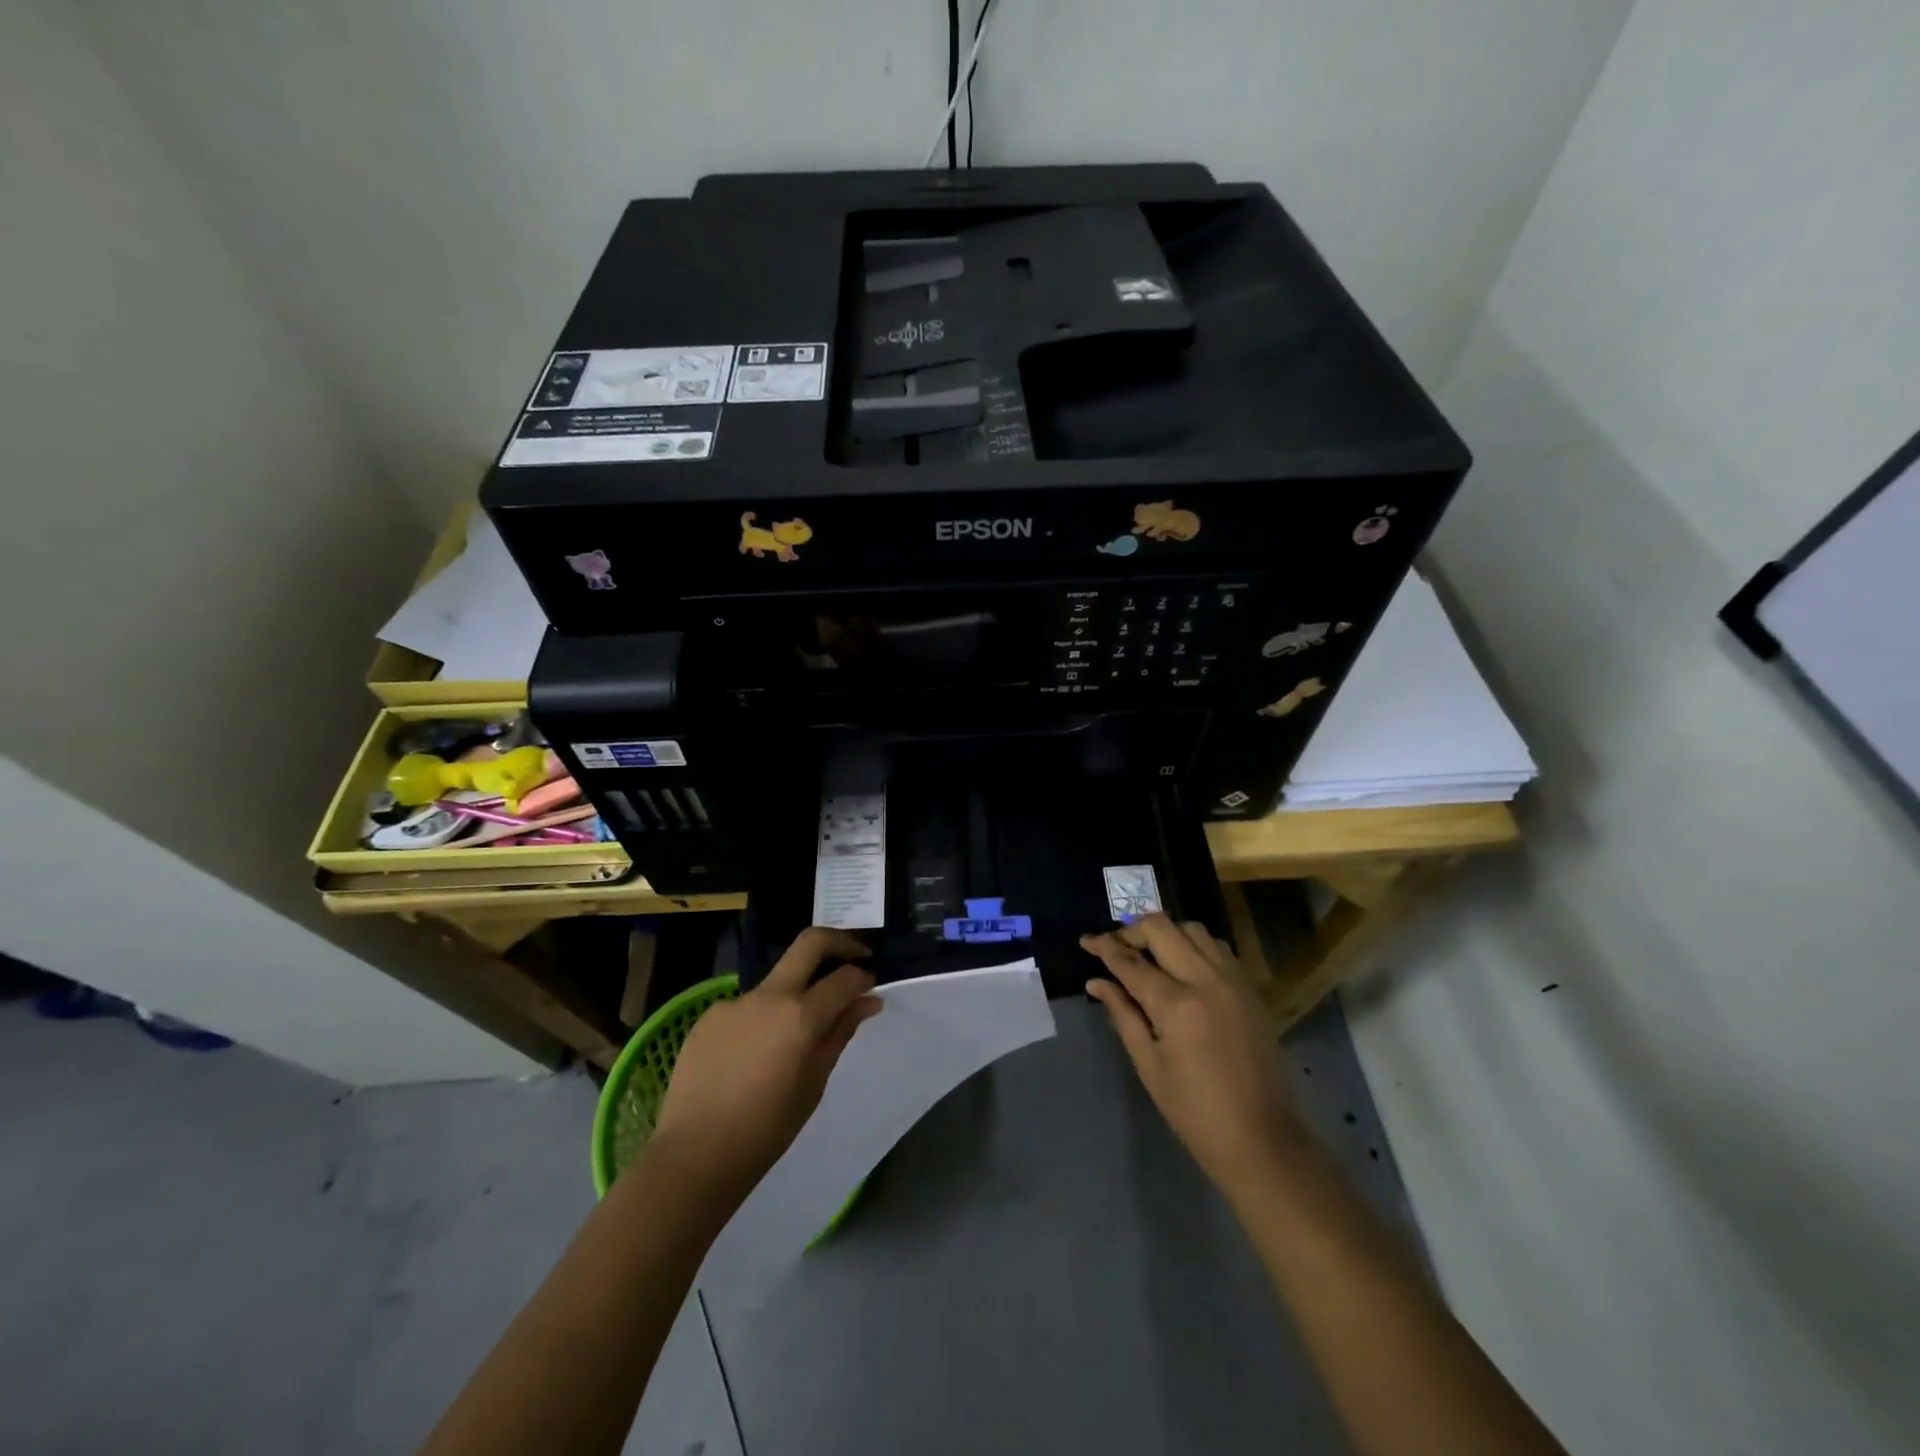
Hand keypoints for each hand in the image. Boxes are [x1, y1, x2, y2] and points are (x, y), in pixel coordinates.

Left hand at [649, 928, 881, 1208]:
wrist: (696, 1154)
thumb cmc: (767, 1129)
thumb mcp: (814, 1083)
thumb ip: (840, 1033)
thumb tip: (867, 1001)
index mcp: (801, 1016)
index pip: (844, 978)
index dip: (863, 977)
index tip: (870, 986)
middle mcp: (769, 996)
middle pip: (810, 943)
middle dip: (839, 941)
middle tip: (855, 955)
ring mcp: (735, 1001)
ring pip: (776, 982)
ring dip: (794, 994)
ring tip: (790, 1039)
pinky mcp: (709, 1015)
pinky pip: (746, 1008)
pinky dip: (760, 1020)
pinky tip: (751, 1056)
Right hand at [1082, 915, 1300, 1200]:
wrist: (1262, 1139)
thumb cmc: (1194, 1111)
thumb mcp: (1149, 1065)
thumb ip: (1122, 1014)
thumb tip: (1096, 982)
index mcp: (1176, 1004)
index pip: (1130, 961)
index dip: (1103, 947)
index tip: (1085, 940)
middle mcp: (1206, 980)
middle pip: (1162, 927)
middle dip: (1132, 931)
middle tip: (1116, 947)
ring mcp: (1233, 980)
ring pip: (1192, 929)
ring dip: (1166, 933)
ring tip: (1149, 955)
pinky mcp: (1250, 988)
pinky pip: (1217, 947)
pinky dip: (1194, 946)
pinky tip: (1183, 967)